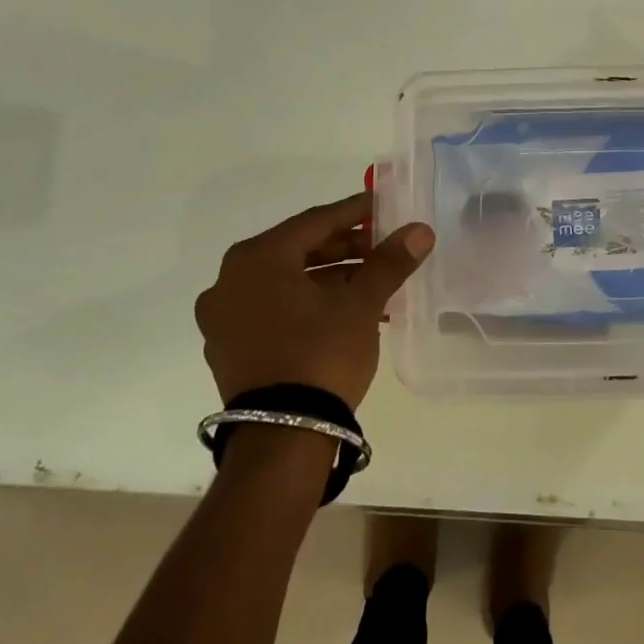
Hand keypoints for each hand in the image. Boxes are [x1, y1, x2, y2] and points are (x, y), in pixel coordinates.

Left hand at [195, 193, 434, 410]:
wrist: (282, 437)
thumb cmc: (321, 354)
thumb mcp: (361, 304)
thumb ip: (389, 262)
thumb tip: (420, 230)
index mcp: (257, 258)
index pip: (315, 222)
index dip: (354, 212)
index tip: (382, 206)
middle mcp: (229, 280)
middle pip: (297, 250)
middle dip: (343, 248)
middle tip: (381, 247)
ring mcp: (223, 317)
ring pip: (285, 281)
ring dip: (328, 277)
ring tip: (370, 281)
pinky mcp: (228, 348)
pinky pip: (272, 309)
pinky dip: (306, 302)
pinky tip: (342, 310)